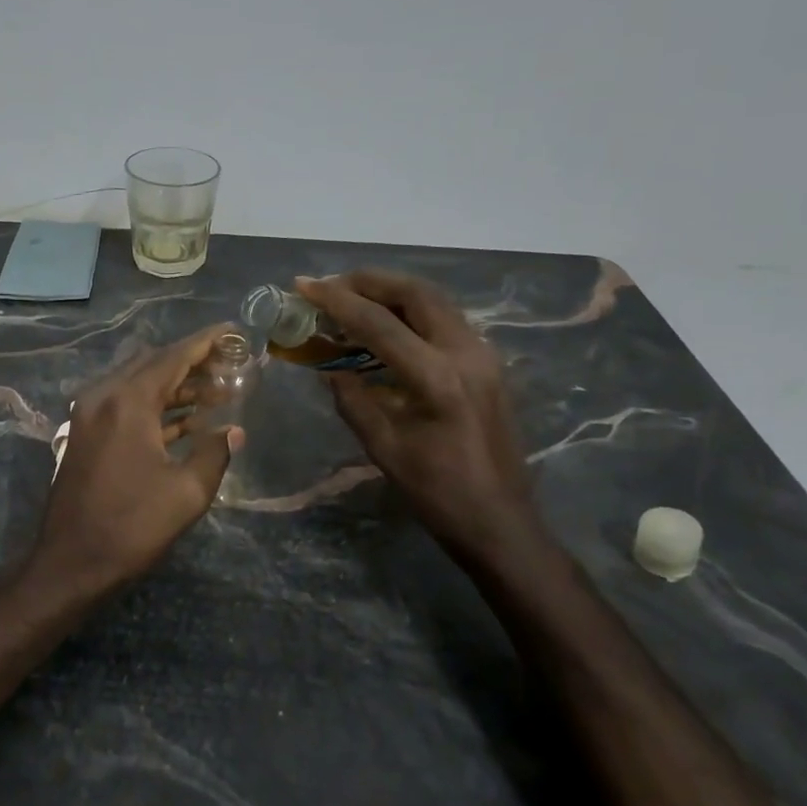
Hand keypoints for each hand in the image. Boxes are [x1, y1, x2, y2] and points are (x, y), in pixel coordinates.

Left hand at [32, 325, 243, 596]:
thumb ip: (214, 452)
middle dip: (192, 362)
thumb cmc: (131, 526)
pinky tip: (187, 419)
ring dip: (176, 386)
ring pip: (139, 384)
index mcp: (127, 402)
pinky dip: (156, 407)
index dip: (206, 342)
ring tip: (218, 390)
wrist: (71, 563)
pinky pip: (126, 406)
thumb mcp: (186, 492)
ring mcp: (90, 415)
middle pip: (153, 364)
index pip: (173, 357)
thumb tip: (233, 432)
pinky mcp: (86, 435)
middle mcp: (104, 397)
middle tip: (230, 362)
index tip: (233, 330)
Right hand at [296, 271, 549, 570]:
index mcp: (437, 377)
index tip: (304, 286)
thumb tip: (328, 370)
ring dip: (393, 292)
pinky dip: (413, 312)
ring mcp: (483, 356)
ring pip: (435, 302)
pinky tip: (388, 325)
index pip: (379, 323)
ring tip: (354, 297)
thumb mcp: (385, 450)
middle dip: (369, 282)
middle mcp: (466, 353)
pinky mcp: (488, 365)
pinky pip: (447, 321)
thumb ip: (354, 401)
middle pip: (415, 294)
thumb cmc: (439, 494)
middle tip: (332, 286)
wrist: (502, 523)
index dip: (336, 301)